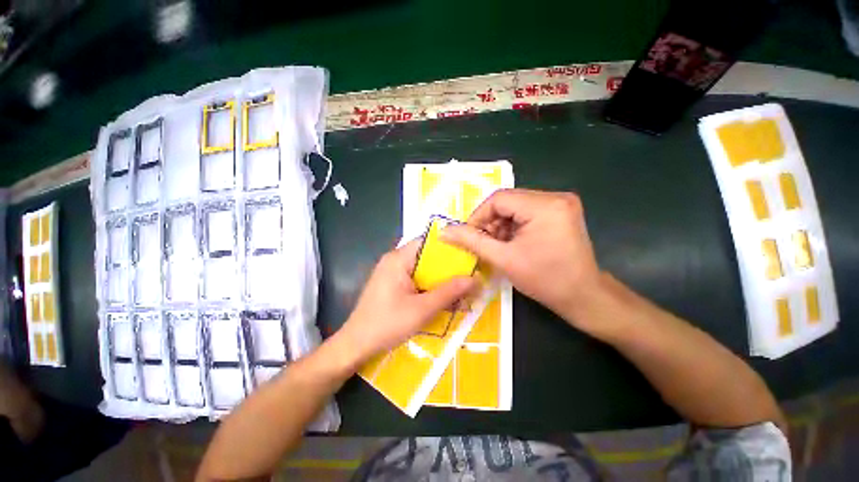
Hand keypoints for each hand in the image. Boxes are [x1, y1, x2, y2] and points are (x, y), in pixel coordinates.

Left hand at [335, 239, 476, 365]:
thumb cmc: (386, 325)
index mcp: (399, 259)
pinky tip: (443, 299)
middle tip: (470, 276)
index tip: (470, 256)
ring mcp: (393, 273)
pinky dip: (430, 287)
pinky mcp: (393, 284)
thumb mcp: (422, 309)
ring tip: (461, 290)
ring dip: (441, 280)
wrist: (355, 346)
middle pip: (428, 256)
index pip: (429, 242)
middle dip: (449, 268)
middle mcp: (395, 260)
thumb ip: (449, 292)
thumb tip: (475, 279)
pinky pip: (417, 280)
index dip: (451, 247)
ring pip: (424, 270)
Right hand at [441, 189, 603, 330]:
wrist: (583, 296)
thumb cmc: (544, 280)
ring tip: (498, 246)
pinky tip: (512, 242)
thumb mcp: (503, 259)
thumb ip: (471, 241)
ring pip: (516, 206)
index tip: (469, 236)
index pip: (498, 199)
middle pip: (508, 201)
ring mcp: (561, 203)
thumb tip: (444, 231)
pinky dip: (514, 226)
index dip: (478, 216)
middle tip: (484, 243)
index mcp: (545, 205)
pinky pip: (527, 212)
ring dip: (501, 225)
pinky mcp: (561, 211)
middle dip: (491, 222)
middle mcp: (556, 197)